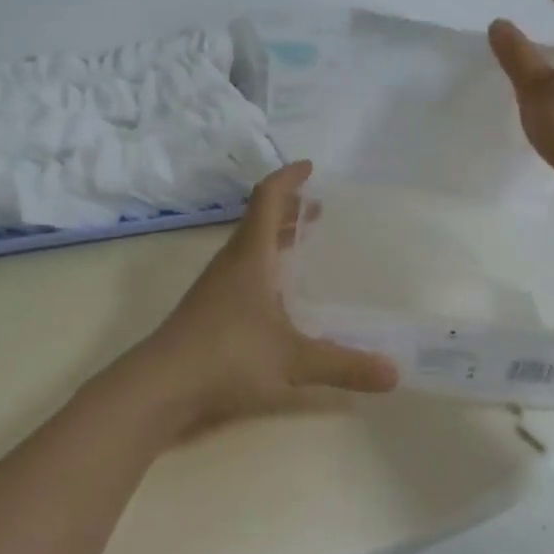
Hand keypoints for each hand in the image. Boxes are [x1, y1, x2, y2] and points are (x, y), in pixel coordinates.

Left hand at [127, 161, 398, 430]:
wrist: (159, 387)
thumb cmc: (226, 357)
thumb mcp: (292, 361)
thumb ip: (343, 365)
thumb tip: (395, 373)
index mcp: (250, 257)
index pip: (268, 199)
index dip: (288, 178)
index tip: (310, 167)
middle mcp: (232, 263)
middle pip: (259, 220)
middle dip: (289, 208)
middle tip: (318, 210)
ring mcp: (216, 286)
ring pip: (249, 247)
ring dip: (276, 236)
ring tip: (303, 243)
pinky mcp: (209, 309)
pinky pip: (243, 271)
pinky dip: (266, 265)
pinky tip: (279, 294)